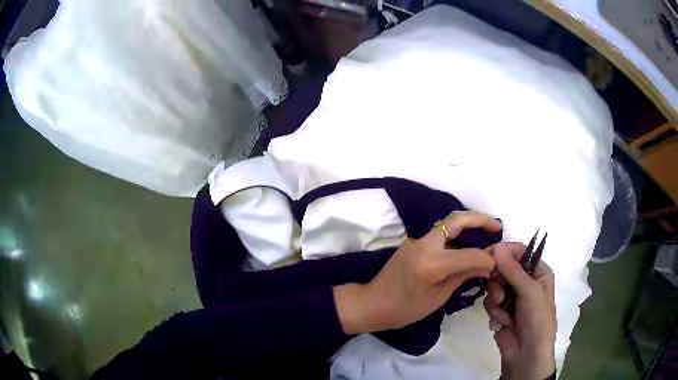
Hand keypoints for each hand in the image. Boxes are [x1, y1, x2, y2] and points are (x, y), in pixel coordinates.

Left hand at [334, 211, 501, 333]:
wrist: (371, 303)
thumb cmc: (404, 310)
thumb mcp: (437, 298)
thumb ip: (462, 276)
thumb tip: (486, 264)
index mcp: (431, 263)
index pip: (470, 254)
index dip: (487, 258)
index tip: (497, 264)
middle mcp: (424, 244)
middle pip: (456, 219)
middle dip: (480, 219)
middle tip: (497, 226)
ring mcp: (416, 240)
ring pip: (447, 223)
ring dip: (468, 224)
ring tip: (486, 232)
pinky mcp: (413, 242)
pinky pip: (439, 234)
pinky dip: (456, 236)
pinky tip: (465, 245)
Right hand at [484, 242, 556, 379]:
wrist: (526, 354)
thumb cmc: (537, 319)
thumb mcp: (530, 291)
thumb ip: (513, 270)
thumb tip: (497, 247)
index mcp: (538, 272)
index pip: (520, 252)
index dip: (505, 252)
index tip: (489, 255)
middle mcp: (525, 281)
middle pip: (504, 267)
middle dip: (499, 280)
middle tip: (500, 291)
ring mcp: (512, 297)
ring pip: (494, 285)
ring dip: (496, 297)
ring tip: (503, 309)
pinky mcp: (501, 310)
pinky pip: (490, 301)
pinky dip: (494, 311)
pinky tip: (503, 321)